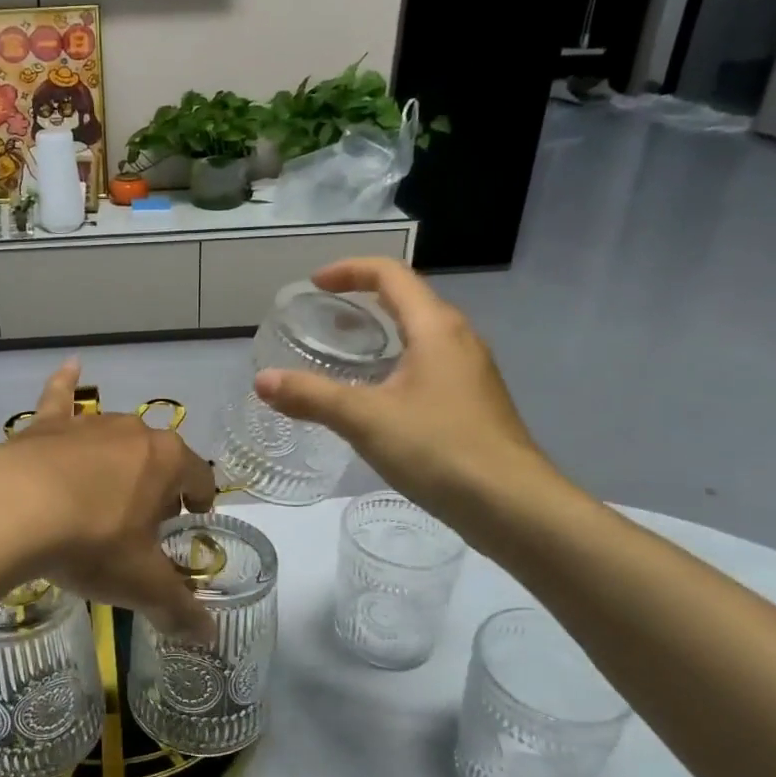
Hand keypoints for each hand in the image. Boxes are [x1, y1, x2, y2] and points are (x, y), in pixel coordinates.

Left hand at [0, 360, 219, 635]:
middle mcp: (133, 432)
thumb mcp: (140, 583)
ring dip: (120, 459)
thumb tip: (210, 639)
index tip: (194, 519)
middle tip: (145, 522)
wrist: (13, 512)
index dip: (200, 499)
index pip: (199, 476)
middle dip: (158, 485)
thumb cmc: (91, 542)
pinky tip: (71, 364)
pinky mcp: (45, 427)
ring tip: (110, 490)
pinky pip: (60, 397)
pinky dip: (65, 382)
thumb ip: (179, 608)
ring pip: (115, 436)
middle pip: (158, 457)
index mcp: (166, 461)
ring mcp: (87, 425)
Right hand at [254, 259, 559, 530]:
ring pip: (420, 334)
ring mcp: (470, 372)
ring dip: (381, 332)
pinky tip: (376, 397)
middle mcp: (458, 339)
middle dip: (364, 299)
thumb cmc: (440, 449)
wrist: (513, 506)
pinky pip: (428, 364)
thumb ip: (311, 397)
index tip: (315, 284)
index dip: (350, 270)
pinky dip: (396, 362)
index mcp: (435, 328)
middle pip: (408, 299)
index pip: (391, 275)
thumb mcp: (365, 420)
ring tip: (344, 353)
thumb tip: (262, 380)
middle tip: (324, 317)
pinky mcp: (473, 402)